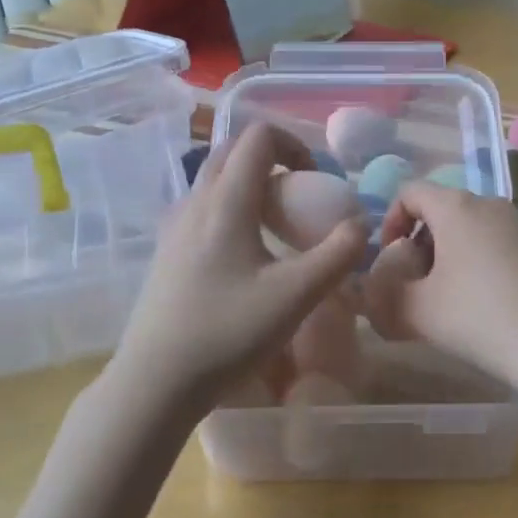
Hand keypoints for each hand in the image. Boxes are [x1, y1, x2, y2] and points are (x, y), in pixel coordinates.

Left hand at [109, 123, 366, 407]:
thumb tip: (361, 224)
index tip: (315, 181)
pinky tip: (244, 254)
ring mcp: (174, 225)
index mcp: (226, 201)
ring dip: (249, 182)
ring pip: (214, 178)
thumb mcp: (296, 296)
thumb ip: (337, 254)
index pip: (258, 136)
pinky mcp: (165, 250)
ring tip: (275, 224)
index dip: (294, 144)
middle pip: (233, 150)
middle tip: (300, 195)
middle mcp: (195, 201)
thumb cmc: (228, 332)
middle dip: (272, 158)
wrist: (156, 380)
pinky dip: (230, 206)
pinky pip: (202, 206)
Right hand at [364, 182, 517, 391]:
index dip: (389, 221)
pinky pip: (493, 242)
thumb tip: (373, 293)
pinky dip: (475, 262)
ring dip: (446, 255)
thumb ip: (383, 298)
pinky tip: (480, 304)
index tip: (389, 259)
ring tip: (445, 298)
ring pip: (468, 227)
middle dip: (418, 242)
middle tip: (414, 283)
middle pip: (440, 209)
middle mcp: (488, 204)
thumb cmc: (479, 317)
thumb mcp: (417, 313)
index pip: (410, 192)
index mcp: (455, 206)